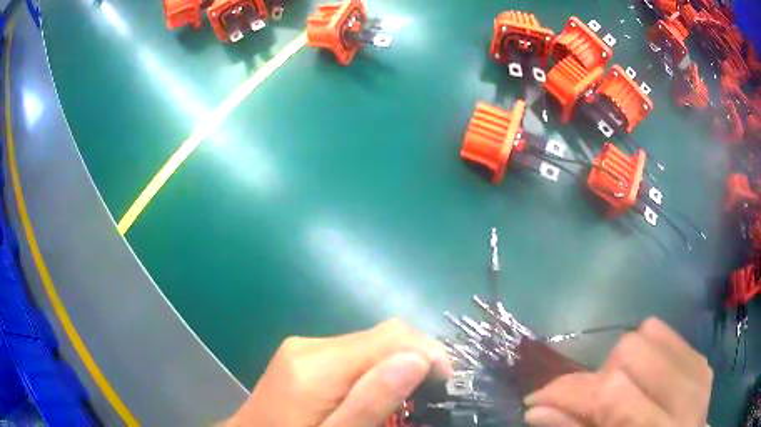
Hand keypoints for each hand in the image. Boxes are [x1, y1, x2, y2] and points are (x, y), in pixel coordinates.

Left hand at [225, 319, 452, 426]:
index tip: (445, 387)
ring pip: (370, 342)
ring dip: (396, 365)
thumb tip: (416, 359)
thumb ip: (372, 401)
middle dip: (416, 359)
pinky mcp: (302, 355)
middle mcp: (308, 345)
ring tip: (404, 399)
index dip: (429, 354)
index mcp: (315, 366)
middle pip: (382, 335)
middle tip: (428, 398)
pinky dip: (374, 368)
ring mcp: (302, 347)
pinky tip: (373, 393)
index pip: (392, 336)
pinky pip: (353, 352)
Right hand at [523, 317, 712, 426]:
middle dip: (600, 374)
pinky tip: (644, 377)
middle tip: (592, 402)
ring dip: (623, 360)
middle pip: (632, 351)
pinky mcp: (702, 360)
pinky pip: (668, 333)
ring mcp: (699, 371)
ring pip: (650, 334)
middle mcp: (685, 395)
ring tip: (620, 389)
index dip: (568, 392)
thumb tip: (536, 409)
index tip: (537, 400)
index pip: (611, 392)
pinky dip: (646, 350)